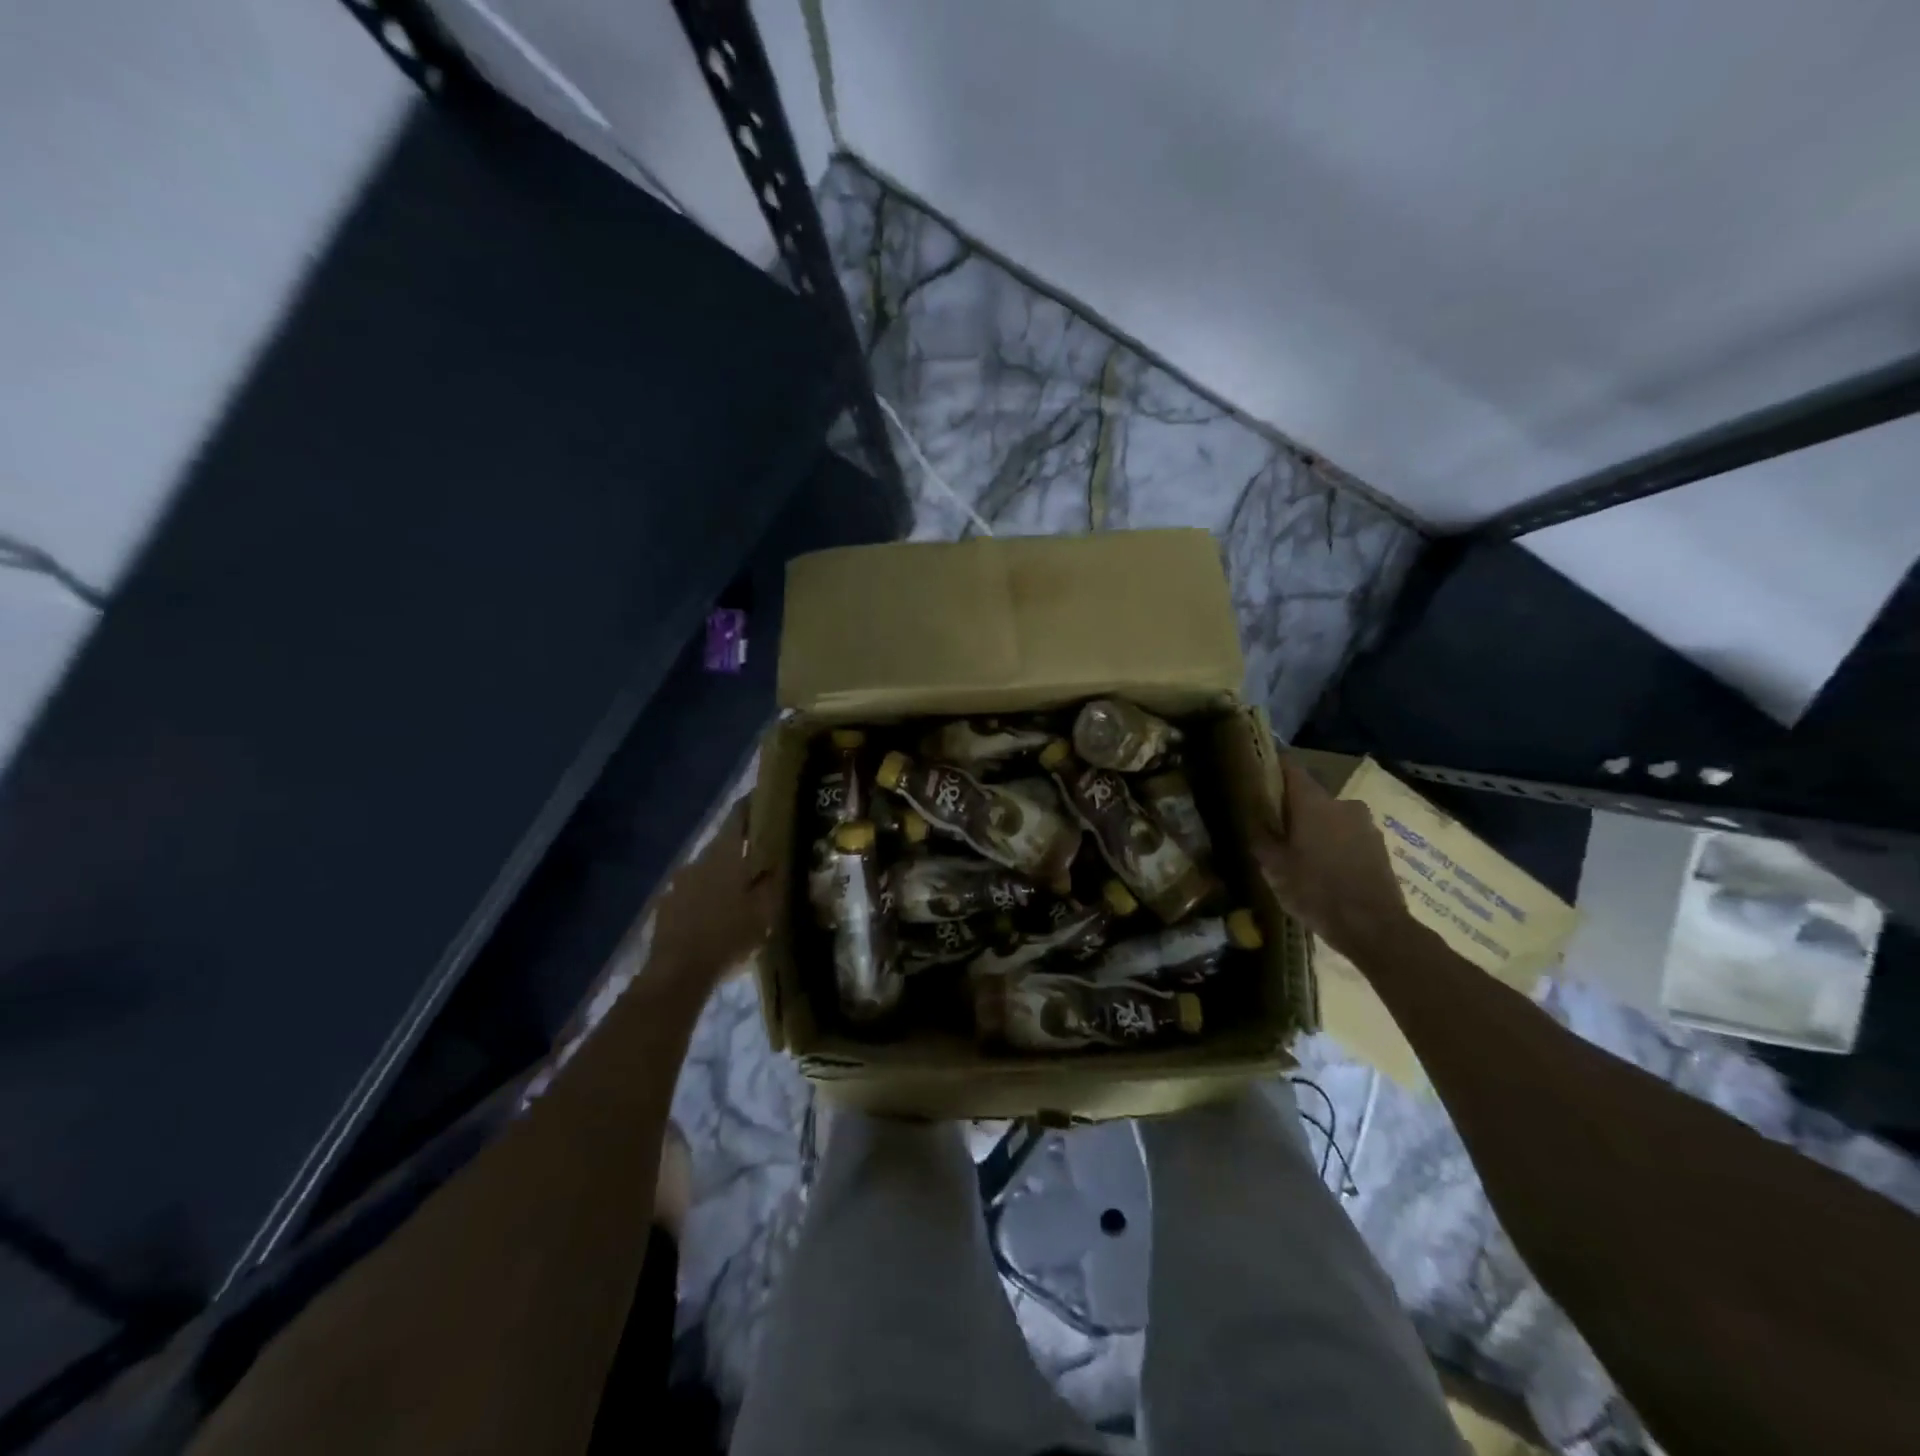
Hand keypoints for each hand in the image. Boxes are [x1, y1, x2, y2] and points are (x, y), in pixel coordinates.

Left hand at [647, 797, 777, 990]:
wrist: (678, 972)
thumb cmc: (728, 936)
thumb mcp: (764, 911)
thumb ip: (772, 882)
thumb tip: (778, 862)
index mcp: (724, 855)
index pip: (738, 816)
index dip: (751, 805)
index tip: (764, 798)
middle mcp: (698, 860)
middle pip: (723, 845)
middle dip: (741, 849)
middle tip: (761, 858)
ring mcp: (678, 883)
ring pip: (707, 871)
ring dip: (722, 876)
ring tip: (739, 893)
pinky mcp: (665, 905)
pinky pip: (691, 893)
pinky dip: (705, 897)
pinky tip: (715, 916)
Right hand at [1250, 756, 1412, 960]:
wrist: (1374, 928)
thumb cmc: (1316, 891)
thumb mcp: (1274, 868)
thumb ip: (1260, 837)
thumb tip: (1251, 818)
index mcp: (1313, 802)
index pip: (1289, 767)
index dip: (1271, 768)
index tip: (1255, 777)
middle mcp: (1342, 803)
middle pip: (1309, 795)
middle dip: (1291, 808)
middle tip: (1274, 830)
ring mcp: (1365, 824)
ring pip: (1330, 817)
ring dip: (1314, 828)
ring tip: (1299, 855)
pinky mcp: (1379, 846)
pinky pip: (1347, 836)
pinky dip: (1333, 845)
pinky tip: (1324, 869)